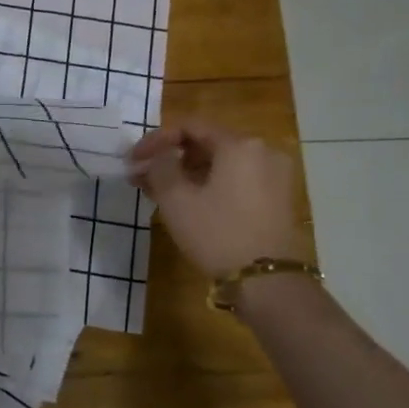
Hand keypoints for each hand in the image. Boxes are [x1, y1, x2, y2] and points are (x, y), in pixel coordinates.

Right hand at [128, 118, 303, 278]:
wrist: (266, 280)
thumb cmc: (216, 233)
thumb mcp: (176, 199)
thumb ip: (161, 167)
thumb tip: (158, 155)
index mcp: (239, 145)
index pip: (190, 127)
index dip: (155, 140)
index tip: (132, 159)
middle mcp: (262, 151)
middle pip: (206, 144)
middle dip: (170, 158)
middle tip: (141, 175)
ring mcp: (274, 175)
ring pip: (220, 164)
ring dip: (186, 173)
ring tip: (157, 190)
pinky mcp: (276, 198)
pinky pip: (235, 179)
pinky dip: (208, 184)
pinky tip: (186, 201)